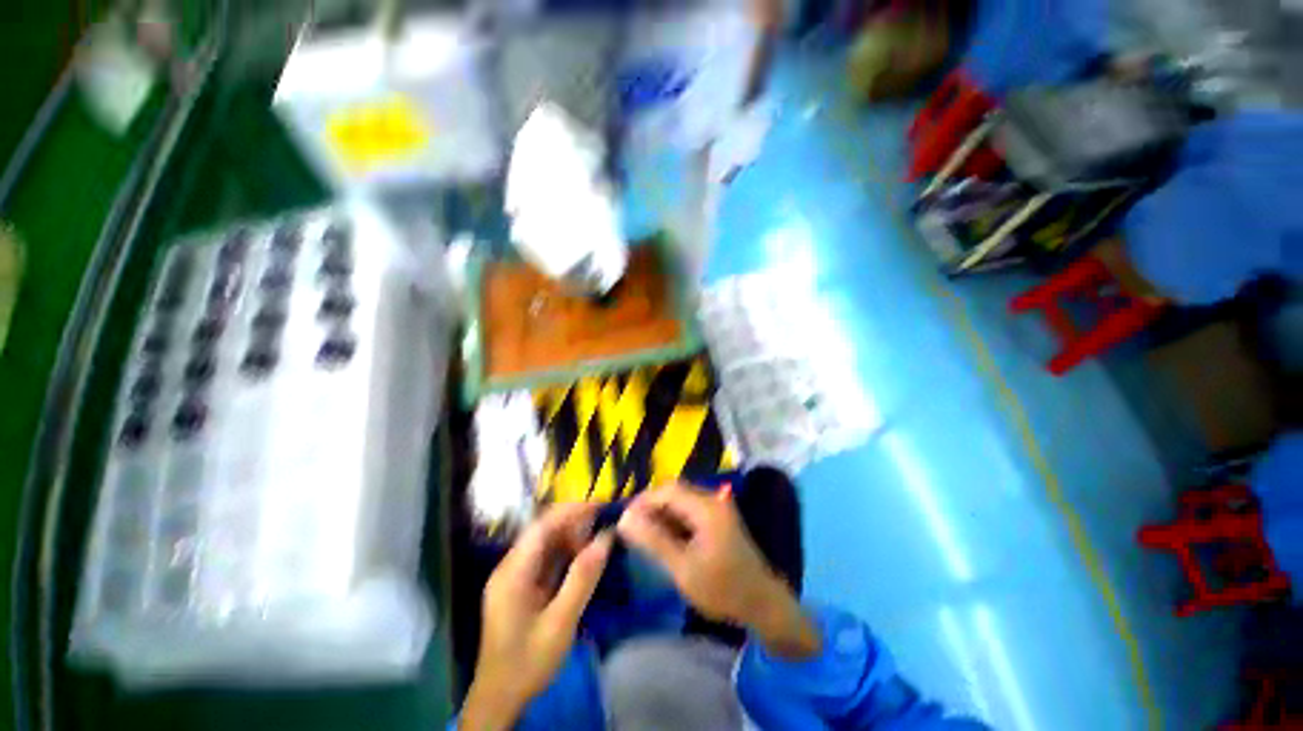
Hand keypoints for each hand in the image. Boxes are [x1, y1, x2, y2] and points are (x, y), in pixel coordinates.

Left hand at [462, 504, 612, 729]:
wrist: (499, 699)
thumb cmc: (528, 663)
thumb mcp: (560, 623)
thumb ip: (582, 579)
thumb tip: (606, 538)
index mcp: (513, 572)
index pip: (542, 526)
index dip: (571, 510)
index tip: (599, 504)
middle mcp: (510, 566)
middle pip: (543, 530)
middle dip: (573, 521)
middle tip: (604, 519)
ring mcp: (514, 576)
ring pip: (545, 542)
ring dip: (571, 535)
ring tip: (598, 536)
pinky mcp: (520, 585)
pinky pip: (545, 558)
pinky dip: (566, 552)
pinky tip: (583, 555)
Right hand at [617, 482, 818, 658]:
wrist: (762, 604)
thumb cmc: (722, 589)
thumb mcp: (683, 568)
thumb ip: (654, 540)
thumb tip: (625, 519)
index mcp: (706, 508)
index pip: (668, 490)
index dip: (643, 500)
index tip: (623, 518)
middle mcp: (712, 500)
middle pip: (674, 492)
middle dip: (650, 506)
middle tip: (630, 526)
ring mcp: (716, 509)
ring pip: (680, 501)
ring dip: (660, 513)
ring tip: (641, 533)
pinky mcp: (717, 519)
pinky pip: (689, 511)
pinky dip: (673, 520)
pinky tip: (662, 537)